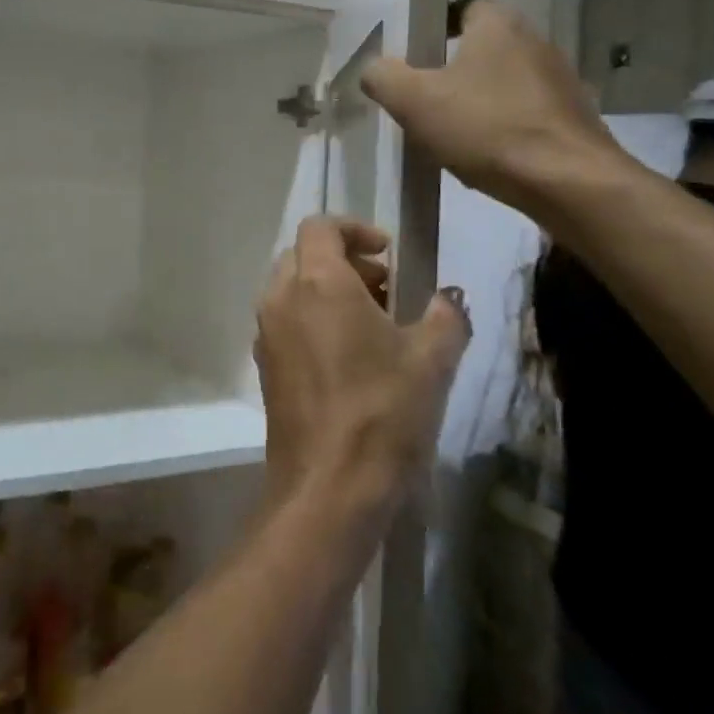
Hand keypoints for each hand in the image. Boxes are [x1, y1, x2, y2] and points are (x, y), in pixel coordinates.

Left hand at [253, 216, 471, 512]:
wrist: (328, 487)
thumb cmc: (382, 412)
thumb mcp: (432, 360)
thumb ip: (445, 316)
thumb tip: (448, 298)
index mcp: (317, 282)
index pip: (321, 226)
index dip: (355, 228)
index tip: (388, 252)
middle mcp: (282, 298)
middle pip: (304, 254)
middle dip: (345, 260)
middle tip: (386, 289)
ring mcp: (267, 333)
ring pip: (292, 288)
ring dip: (328, 290)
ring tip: (372, 324)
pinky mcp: (265, 366)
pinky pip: (285, 321)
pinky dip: (312, 318)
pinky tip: (348, 356)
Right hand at [360, 0, 624, 219]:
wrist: (568, 182)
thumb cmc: (487, 129)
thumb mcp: (414, 101)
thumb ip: (383, 77)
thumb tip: (373, 69)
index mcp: (498, 24)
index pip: (463, 6)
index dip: (434, 25)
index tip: (412, 55)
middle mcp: (535, 40)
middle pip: (483, 45)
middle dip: (452, 67)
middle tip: (422, 96)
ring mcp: (560, 79)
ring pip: (504, 80)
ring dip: (478, 97)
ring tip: (451, 130)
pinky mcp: (573, 117)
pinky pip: (525, 111)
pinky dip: (503, 124)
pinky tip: (486, 153)